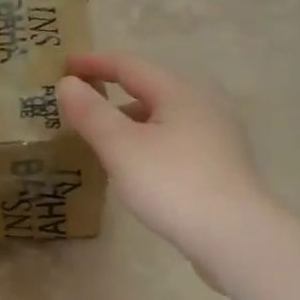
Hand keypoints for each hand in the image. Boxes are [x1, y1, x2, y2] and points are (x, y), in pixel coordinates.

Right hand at [56, 53, 267, 267]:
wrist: (234, 235)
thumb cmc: (172, 183)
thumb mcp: (121, 147)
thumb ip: (92, 113)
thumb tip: (67, 84)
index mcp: (180, 93)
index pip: (130, 66)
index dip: (95, 64)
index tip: (65, 66)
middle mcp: (204, 105)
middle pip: (151, 89)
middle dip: (114, 92)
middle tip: (83, 103)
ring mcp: (218, 136)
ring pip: (165, 116)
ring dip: (132, 120)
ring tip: (105, 138)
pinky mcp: (222, 165)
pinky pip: (176, 139)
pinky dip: (150, 141)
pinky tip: (139, 165)